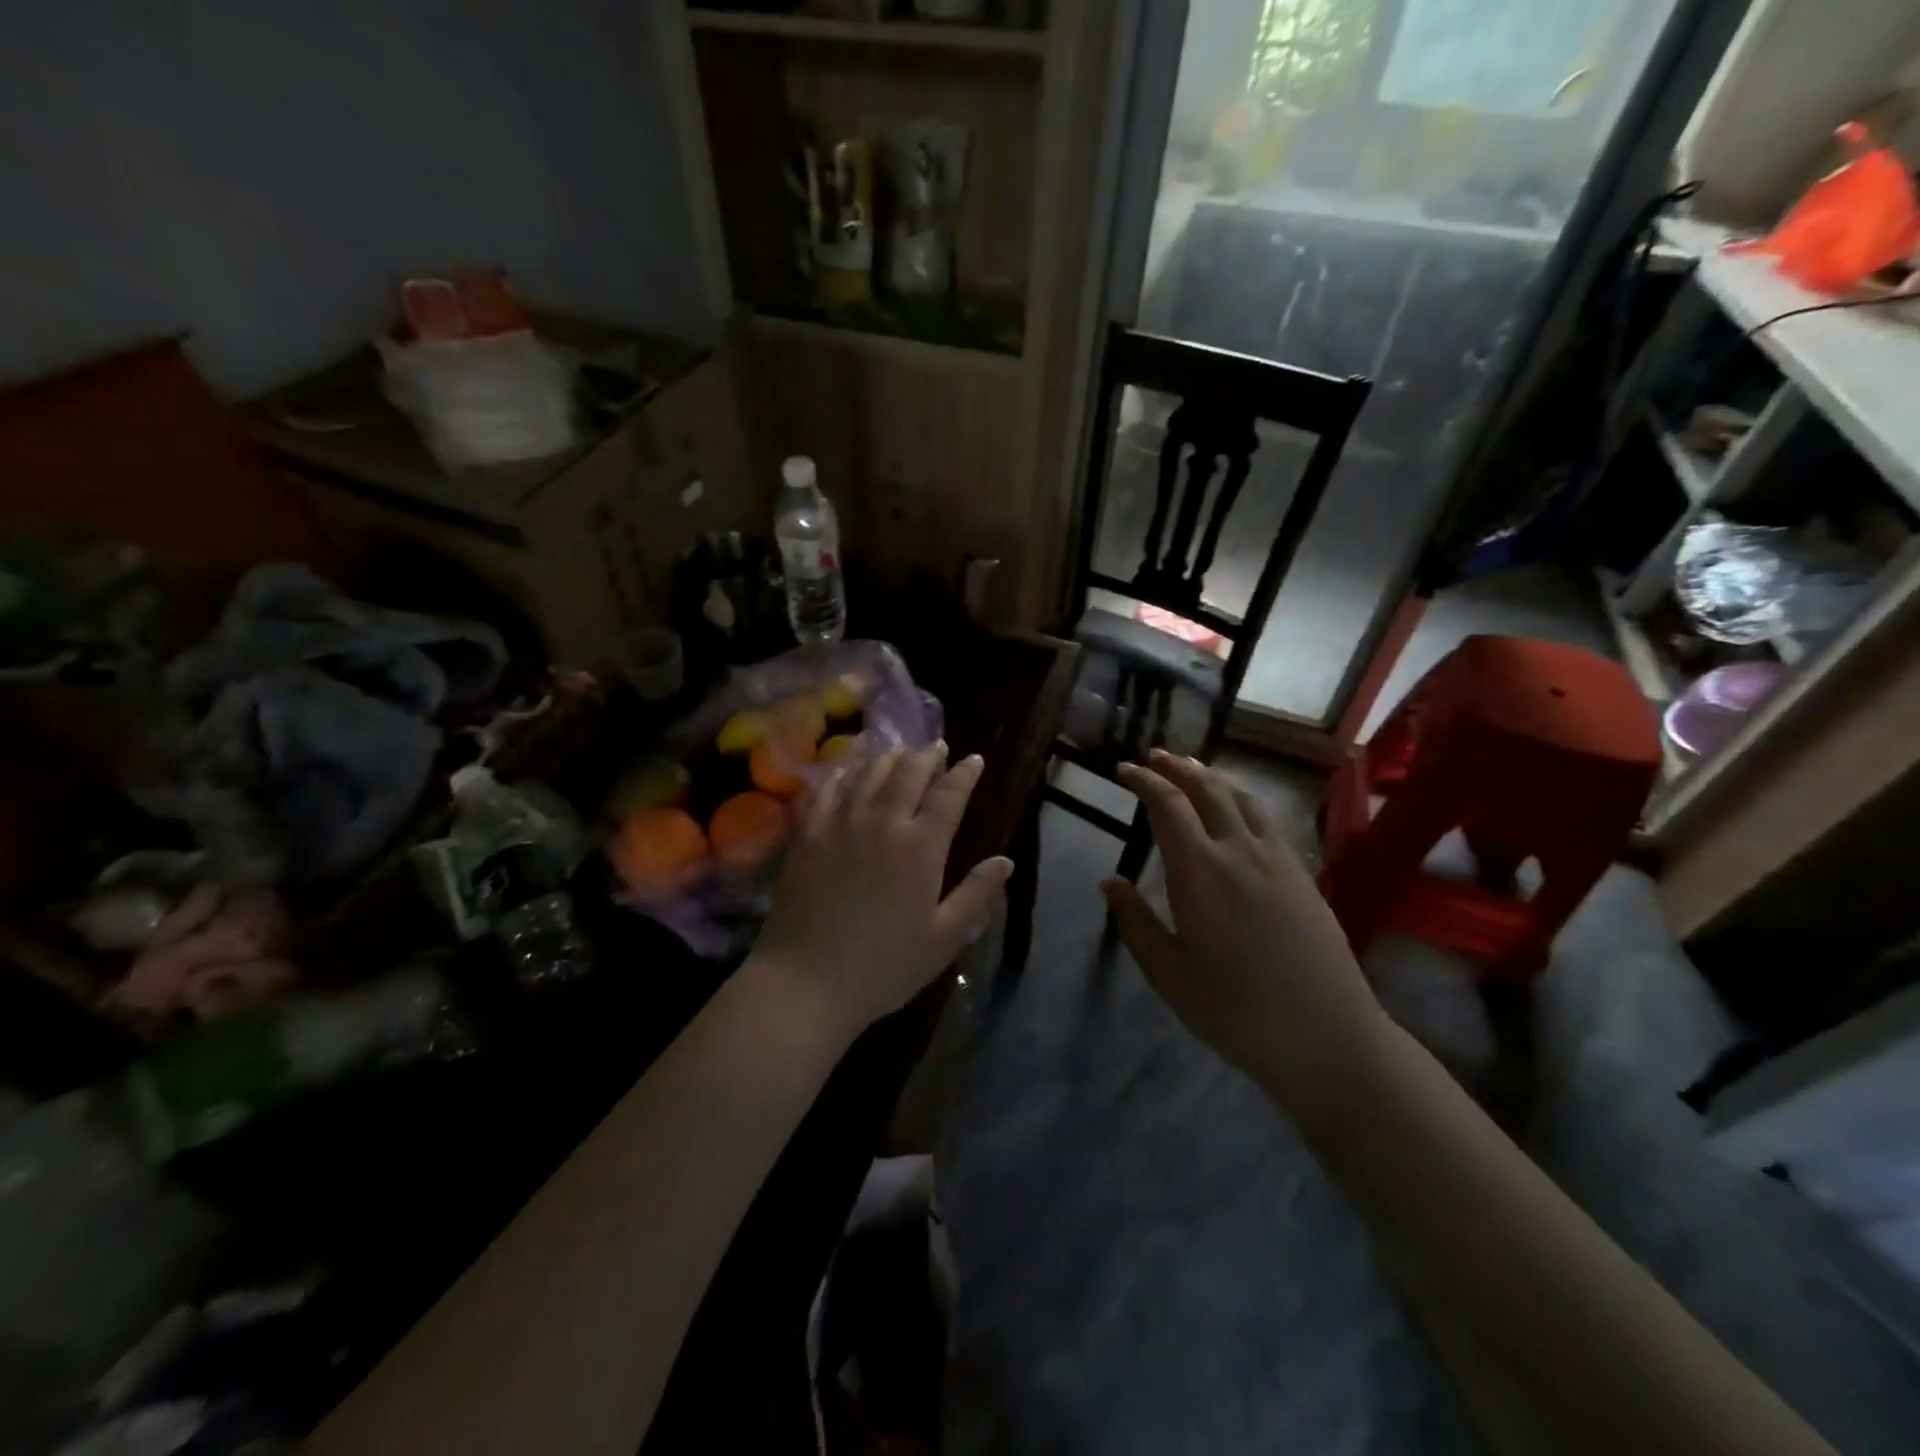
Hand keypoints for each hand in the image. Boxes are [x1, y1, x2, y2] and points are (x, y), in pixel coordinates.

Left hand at [752, 744, 1011, 1042]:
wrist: (806, 981)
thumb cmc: (884, 966)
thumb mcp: (943, 938)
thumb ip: (976, 895)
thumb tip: (1005, 861)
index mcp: (920, 848)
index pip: (948, 796)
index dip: (964, 774)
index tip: (973, 759)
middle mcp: (882, 824)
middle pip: (907, 774)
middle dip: (926, 756)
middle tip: (935, 747)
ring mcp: (840, 825)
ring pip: (867, 775)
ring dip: (887, 757)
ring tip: (898, 749)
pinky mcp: (806, 835)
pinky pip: (826, 791)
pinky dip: (841, 773)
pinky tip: (847, 768)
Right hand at [1104, 751, 1391, 1123]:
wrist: (1327, 1037)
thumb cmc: (1235, 1010)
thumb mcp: (1168, 973)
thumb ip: (1136, 922)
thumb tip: (1110, 881)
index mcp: (1200, 872)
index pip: (1168, 806)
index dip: (1145, 781)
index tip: (1124, 770)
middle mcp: (1240, 851)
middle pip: (1207, 790)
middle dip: (1177, 768)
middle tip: (1155, 757)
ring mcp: (1278, 860)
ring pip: (1242, 798)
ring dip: (1212, 777)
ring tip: (1192, 769)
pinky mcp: (1302, 874)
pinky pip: (1267, 819)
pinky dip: (1242, 799)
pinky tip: (1236, 810)